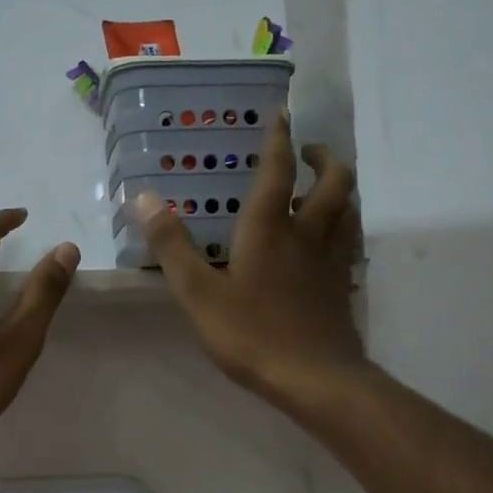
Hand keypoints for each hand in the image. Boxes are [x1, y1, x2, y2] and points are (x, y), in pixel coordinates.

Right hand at [136, 110, 365, 410]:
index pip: (279, 171)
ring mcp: (331, 260)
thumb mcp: (199, 293)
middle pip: (335, 182)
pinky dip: (342, 226)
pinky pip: (348, 241)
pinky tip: (327, 241)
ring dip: (338, 188)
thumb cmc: (252, 334)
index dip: (279, 139)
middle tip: (308, 151)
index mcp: (270, 229)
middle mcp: (307, 234)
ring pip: (348, 209)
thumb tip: (144, 198)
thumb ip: (172, 246)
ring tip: (320, 187)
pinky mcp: (342, 286)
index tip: (282, 113)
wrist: (315, 379)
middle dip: (324, 158)